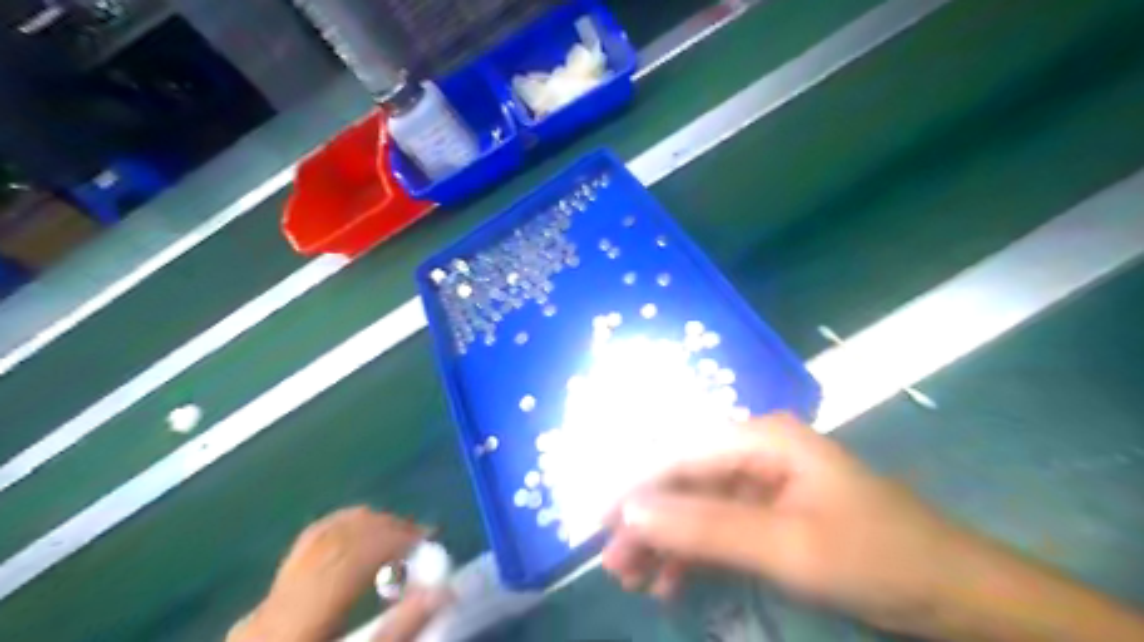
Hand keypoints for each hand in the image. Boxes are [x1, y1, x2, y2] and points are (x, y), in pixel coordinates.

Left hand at [228, 506, 425, 641]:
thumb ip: (399, 632)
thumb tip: (443, 590)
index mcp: (296, 626)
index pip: (350, 557)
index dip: (394, 539)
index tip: (429, 540)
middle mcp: (275, 605)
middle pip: (335, 539)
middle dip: (385, 527)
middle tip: (422, 536)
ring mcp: (263, 603)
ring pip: (320, 536)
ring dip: (366, 526)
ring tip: (400, 535)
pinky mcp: (264, 605)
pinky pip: (309, 548)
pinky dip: (344, 535)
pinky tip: (364, 545)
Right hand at [601, 415, 968, 632]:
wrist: (957, 594)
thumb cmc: (877, 557)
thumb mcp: (787, 547)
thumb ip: (707, 527)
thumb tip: (631, 510)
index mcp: (762, 438)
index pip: (680, 454)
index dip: (635, 486)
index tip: (597, 521)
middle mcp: (757, 449)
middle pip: (685, 479)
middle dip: (648, 520)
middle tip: (615, 562)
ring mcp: (764, 481)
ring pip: (697, 504)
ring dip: (666, 540)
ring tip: (635, 578)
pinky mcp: (772, 511)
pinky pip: (720, 525)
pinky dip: (694, 553)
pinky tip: (672, 581)